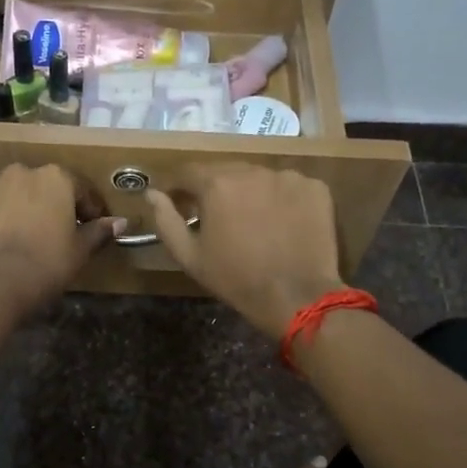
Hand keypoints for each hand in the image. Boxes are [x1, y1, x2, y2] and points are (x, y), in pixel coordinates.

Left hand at [0, 165, 120, 313]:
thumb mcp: (79, 251)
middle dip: (50, 206)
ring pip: (11, 196)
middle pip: (43, 188)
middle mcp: (20, 172)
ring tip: (21, 242)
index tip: (92, 229)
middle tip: (55, 235)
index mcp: (55, 178)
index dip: (90, 211)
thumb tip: (119, 223)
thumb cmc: (45, 263)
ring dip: (19, 211)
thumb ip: (99, 232)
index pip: (81, 190)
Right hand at [146, 166, 343, 337]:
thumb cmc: (236, 279)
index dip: (179, 186)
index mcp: (217, 184)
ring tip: (253, 220)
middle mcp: (252, 170)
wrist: (297, 297)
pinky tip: (283, 223)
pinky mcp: (315, 188)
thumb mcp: (190, 256)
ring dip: (249, 192)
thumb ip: (166, 221)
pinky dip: (281, 198)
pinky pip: (289, 186)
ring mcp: (288, 176)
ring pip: (258, 177)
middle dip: (215, 188)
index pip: (188, 172)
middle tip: (216, 215)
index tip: (178, 201)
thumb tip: (151, 193)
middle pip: (225, 171)